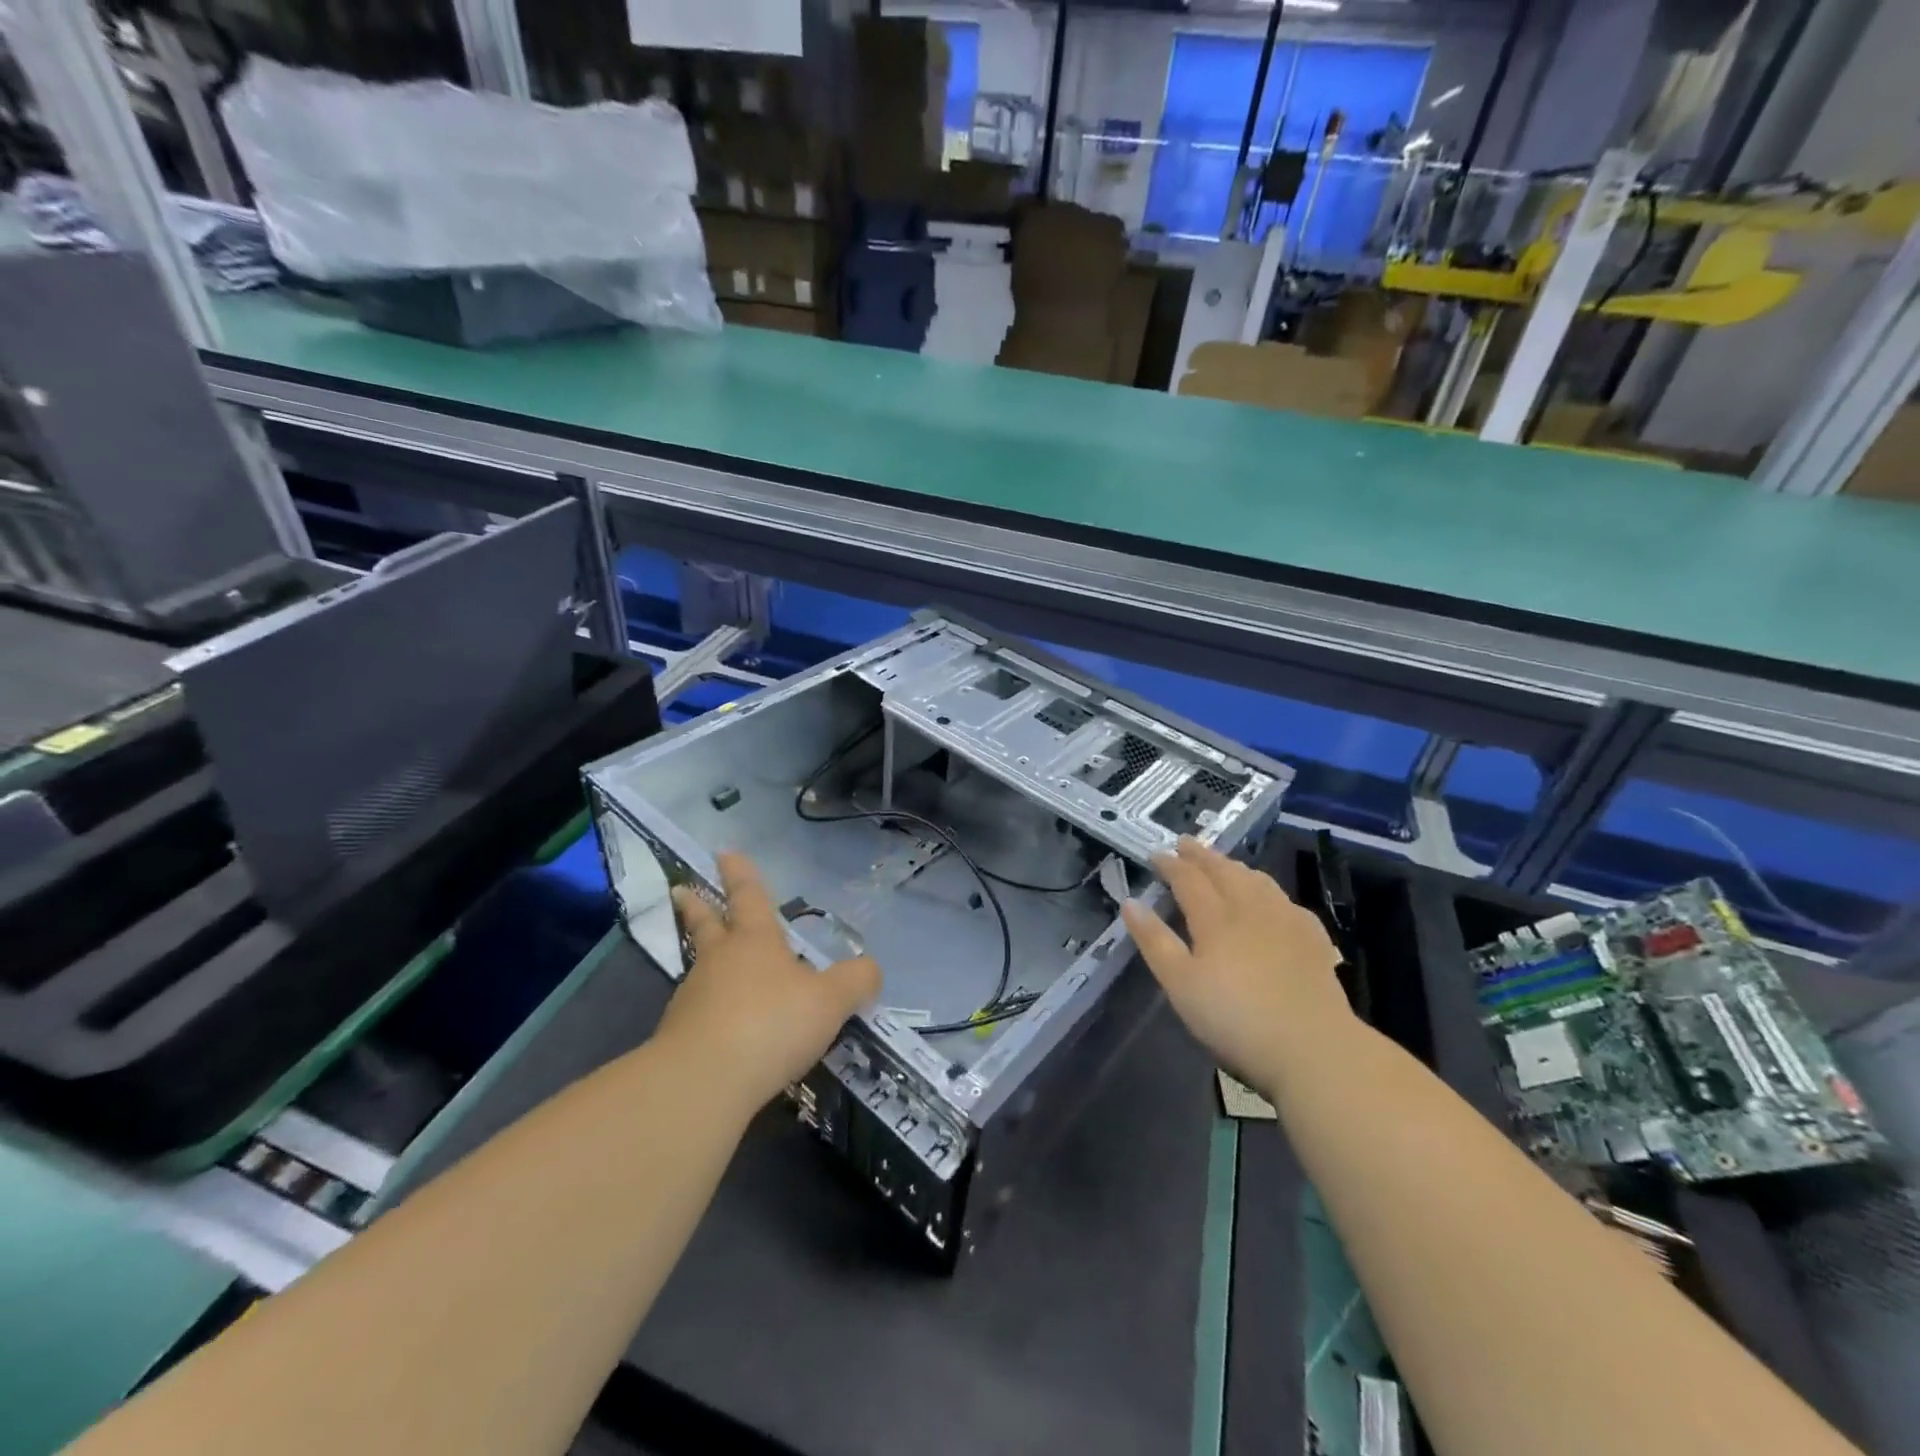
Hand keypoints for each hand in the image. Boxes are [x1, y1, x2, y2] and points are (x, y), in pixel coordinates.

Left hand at [657, 853, 881, 1114]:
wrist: (702, 1083)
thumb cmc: (770, 1024)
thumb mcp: (829, 1001)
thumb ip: (855, 982)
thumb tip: (871, 968)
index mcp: (755, 941)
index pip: (749, 896)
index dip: (740, 873)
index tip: (724, 852)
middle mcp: (719, 961)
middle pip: (707, 925)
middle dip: (698, 906)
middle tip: (681, 889)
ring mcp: (693, 998)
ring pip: (700, 968)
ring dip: (705, 961)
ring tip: (713, 966)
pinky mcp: (679, 1037)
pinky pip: (699, 1012)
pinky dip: (708, 1010)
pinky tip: (721, 1026)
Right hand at [1122, 836, 1352, 1098]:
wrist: (1314, 1047)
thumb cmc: (1235, 1019)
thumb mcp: (1180, 985)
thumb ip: (1154, 941)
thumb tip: (1130, 902)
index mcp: (1215, 918)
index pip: (1188, 879)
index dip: (1170, 864)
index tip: (1154, 853)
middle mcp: (1251, 908)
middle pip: (1224, 871)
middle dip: (1202, 855)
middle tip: (1185, 843)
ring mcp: (1286, 921)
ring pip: (1257, 880)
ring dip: (1235, 866)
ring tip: (1223, 863)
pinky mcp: (1313, 939)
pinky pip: (1285, 900)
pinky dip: (1268, 889)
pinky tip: (1270, 900)